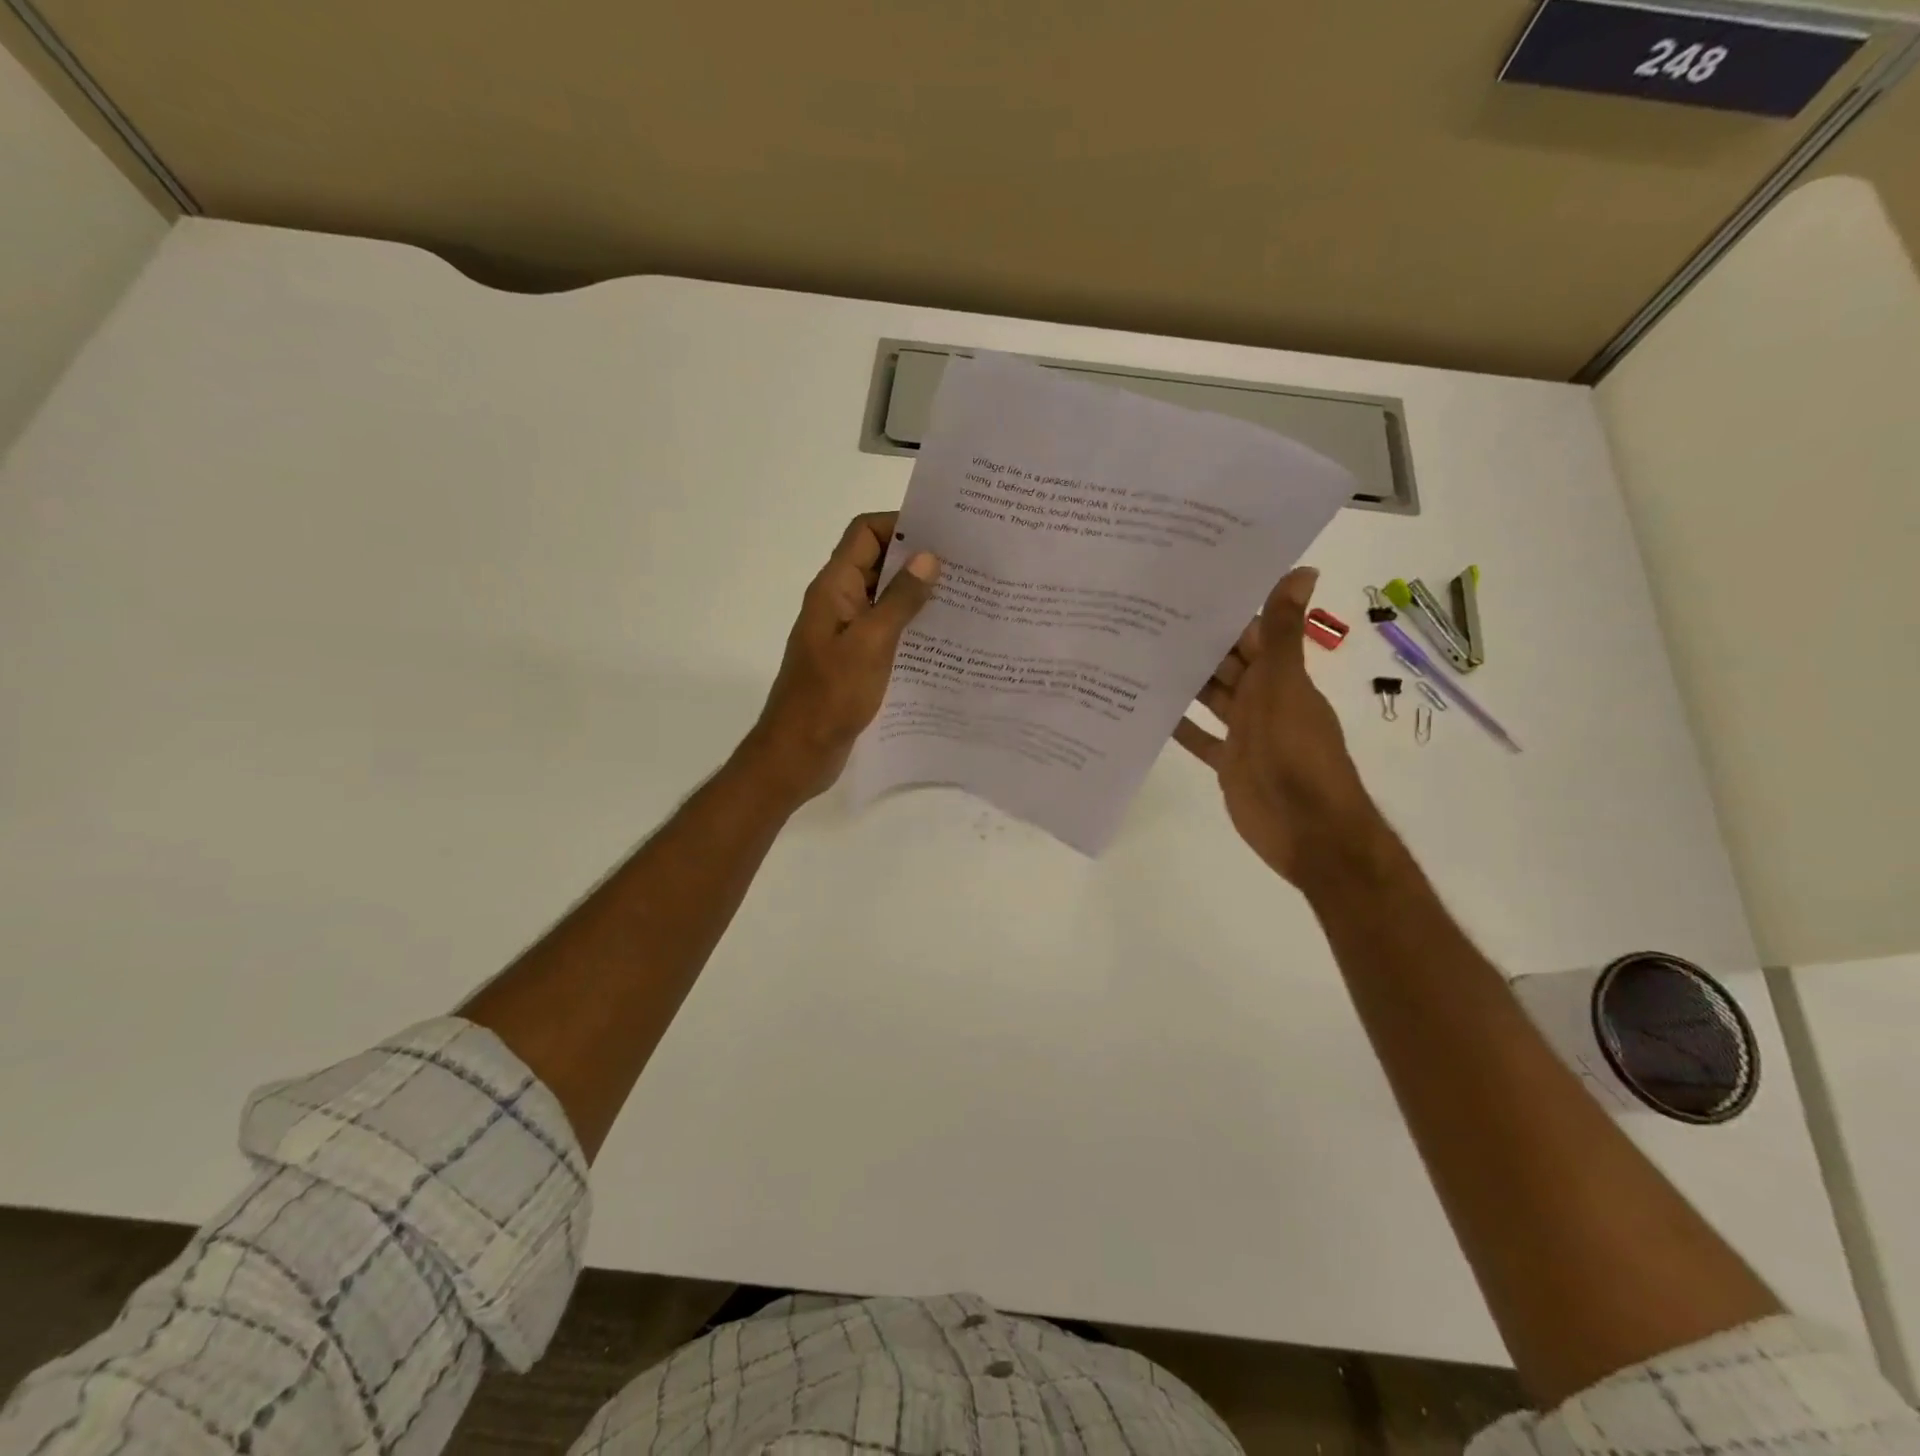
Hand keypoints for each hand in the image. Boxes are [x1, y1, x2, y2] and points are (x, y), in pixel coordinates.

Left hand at [743, 512, 938, 802]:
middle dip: (918, 559)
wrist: (799, 752)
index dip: (901, 524)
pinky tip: (944, 640)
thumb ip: (900, 601)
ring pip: (885, 600)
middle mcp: (839, 604)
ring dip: (918, 596)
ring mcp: (847, 634)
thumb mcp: (871, 644)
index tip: (945, 533)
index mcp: (834, 589)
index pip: (865, 533)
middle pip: (878, 563)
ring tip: (965, 599)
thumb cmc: (830, 696)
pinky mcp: (856, 661)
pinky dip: (911, 628)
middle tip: (967, 565)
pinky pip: (886, 632)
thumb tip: (928, 557)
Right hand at [1174, 567, 1385, 886]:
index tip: (1183, 586)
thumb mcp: (1286, 686)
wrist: (1307, 828)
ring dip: (1184, 681)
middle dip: (1195, 644)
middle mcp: (1261, 698)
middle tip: (1144, 617)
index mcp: (1279, 675)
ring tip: (1138, 655)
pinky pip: (1200, 738)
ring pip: (1210, 697)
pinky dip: (1179, 725)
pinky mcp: (1228, 762)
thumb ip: (1284, 633)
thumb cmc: (1297, 752)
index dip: (1223, 611)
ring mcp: (1244, 732)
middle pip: (1225, 663)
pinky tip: (1148, 709)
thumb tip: (1302, 569)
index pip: (1249, 632)